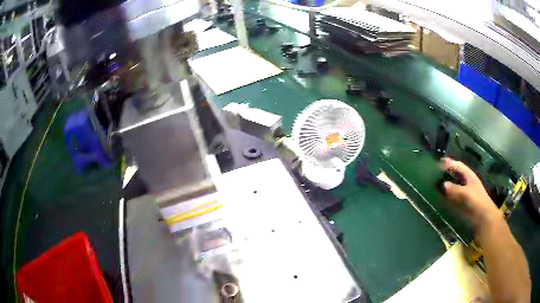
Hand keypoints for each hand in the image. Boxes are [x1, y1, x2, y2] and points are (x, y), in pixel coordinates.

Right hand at [441, 157, 500, 227]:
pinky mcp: (464, 204)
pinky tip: (442, 199)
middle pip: (456, 175)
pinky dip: (448, 196)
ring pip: (455, 186)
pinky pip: (454, 197)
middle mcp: (468, 183)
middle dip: (447, 173)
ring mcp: (466, 194)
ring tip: (436, 185)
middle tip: (435, 174)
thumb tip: (443, 185)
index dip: (450, 163)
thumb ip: (455, 189)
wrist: (484, 219)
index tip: (439, 162)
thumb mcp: (466, 194)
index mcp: (470, 176)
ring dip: (447, 185)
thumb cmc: (477, 202)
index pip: (459, 166)